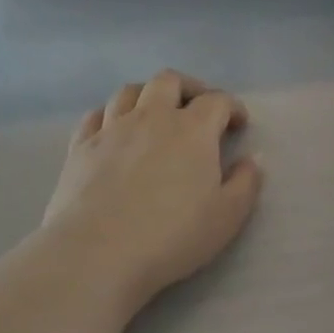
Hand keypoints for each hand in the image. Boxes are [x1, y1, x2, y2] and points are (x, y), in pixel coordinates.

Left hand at [41, 69, 264, 308]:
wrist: (98, 251)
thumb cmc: (171, 236)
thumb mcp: (226, 217)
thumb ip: (246, 184)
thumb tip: (252, 159)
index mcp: (192, 130)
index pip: (217, 101)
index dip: (232, 107)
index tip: (238, 123)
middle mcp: (151, 117)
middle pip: (168, 81)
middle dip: (188, 87)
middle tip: (196, 107)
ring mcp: (111, 128)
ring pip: (129, 91)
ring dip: (147, 95)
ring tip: (154, 113)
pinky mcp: (80, 146)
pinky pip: (95, 115)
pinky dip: (109, 115)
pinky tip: (113, 129)